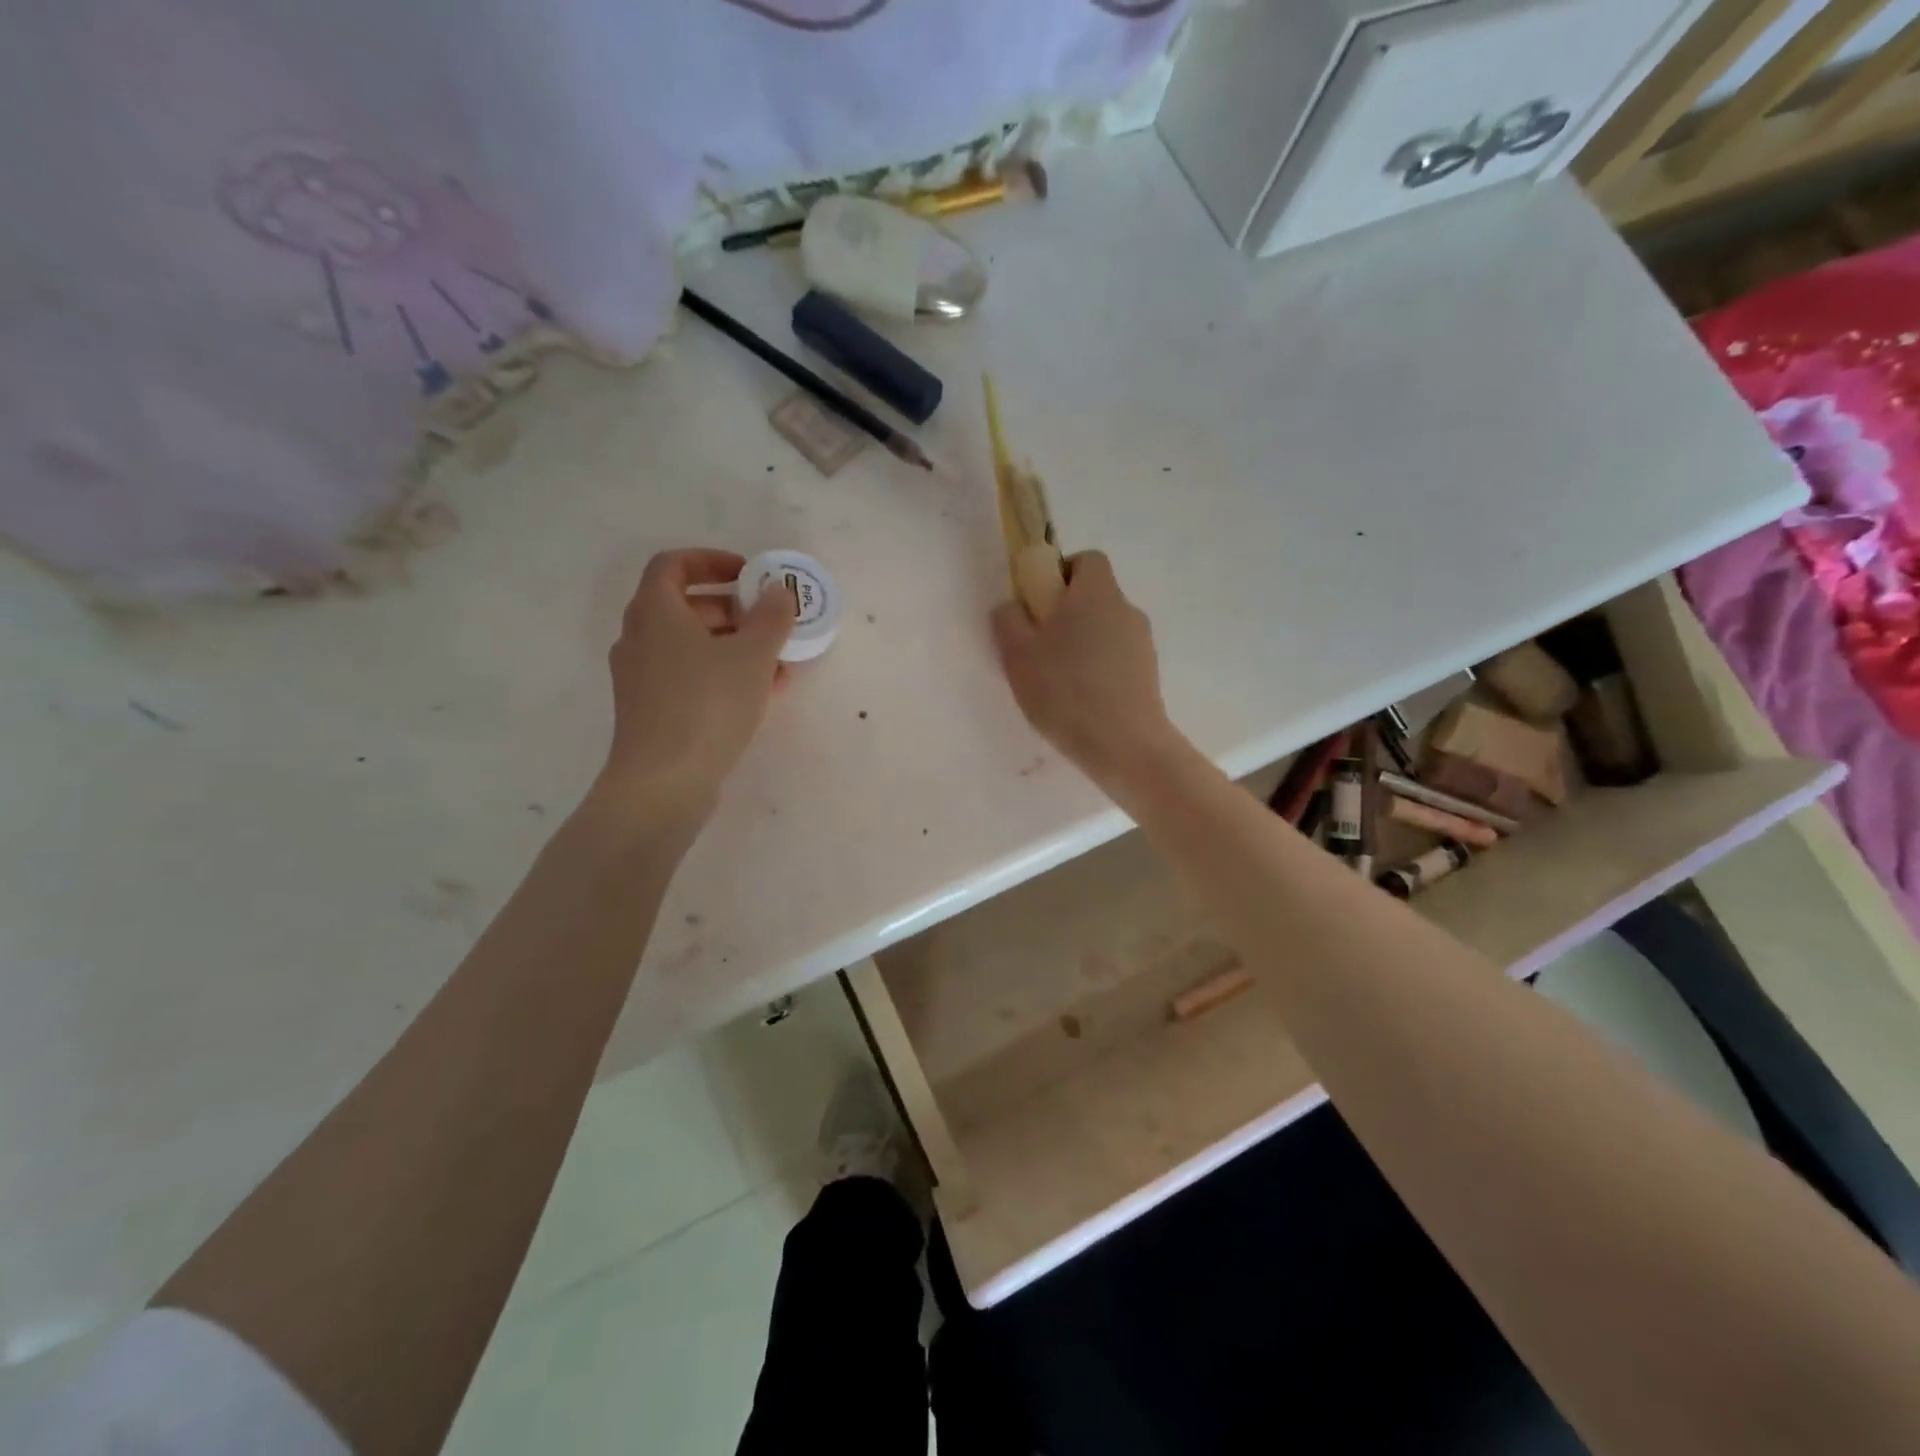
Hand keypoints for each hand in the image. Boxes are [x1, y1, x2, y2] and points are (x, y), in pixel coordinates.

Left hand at [594, 548, 794, 826]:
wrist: (663, 782)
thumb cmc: (707, 705)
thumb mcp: (752, 656)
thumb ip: (770, 618)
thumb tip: (779, 592)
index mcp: (655, 611)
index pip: (675, 564)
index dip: (712, 560)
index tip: (749, 575)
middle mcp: (640, 638)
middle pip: (684, 606)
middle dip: (732, 609)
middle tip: (768, 621)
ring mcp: (641, 677)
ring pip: (690, 646)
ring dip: (733, 646)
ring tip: (776, 664)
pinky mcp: (650, 710)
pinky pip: (689, 677)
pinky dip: (721, 674)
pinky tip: (760, 694)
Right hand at [991, 551, 1182, 790]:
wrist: (1124, 745)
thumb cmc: (1066, 691)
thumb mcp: (1017, 654)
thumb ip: (1008, 620)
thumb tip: (1012, 606)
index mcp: (1097, 592)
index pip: (1086, 560)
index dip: (1059, 573)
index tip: (1037, 603)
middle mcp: (1126, 609)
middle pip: (1094, 596)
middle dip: (1065, 614)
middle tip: (1037, 648)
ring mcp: (1143, 644)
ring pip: (1105, 630)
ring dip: (1081, 645)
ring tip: (1056, 683)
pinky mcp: (1148, 675)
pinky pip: (1116, 660)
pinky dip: (1097, 671)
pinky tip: (1079, 702)